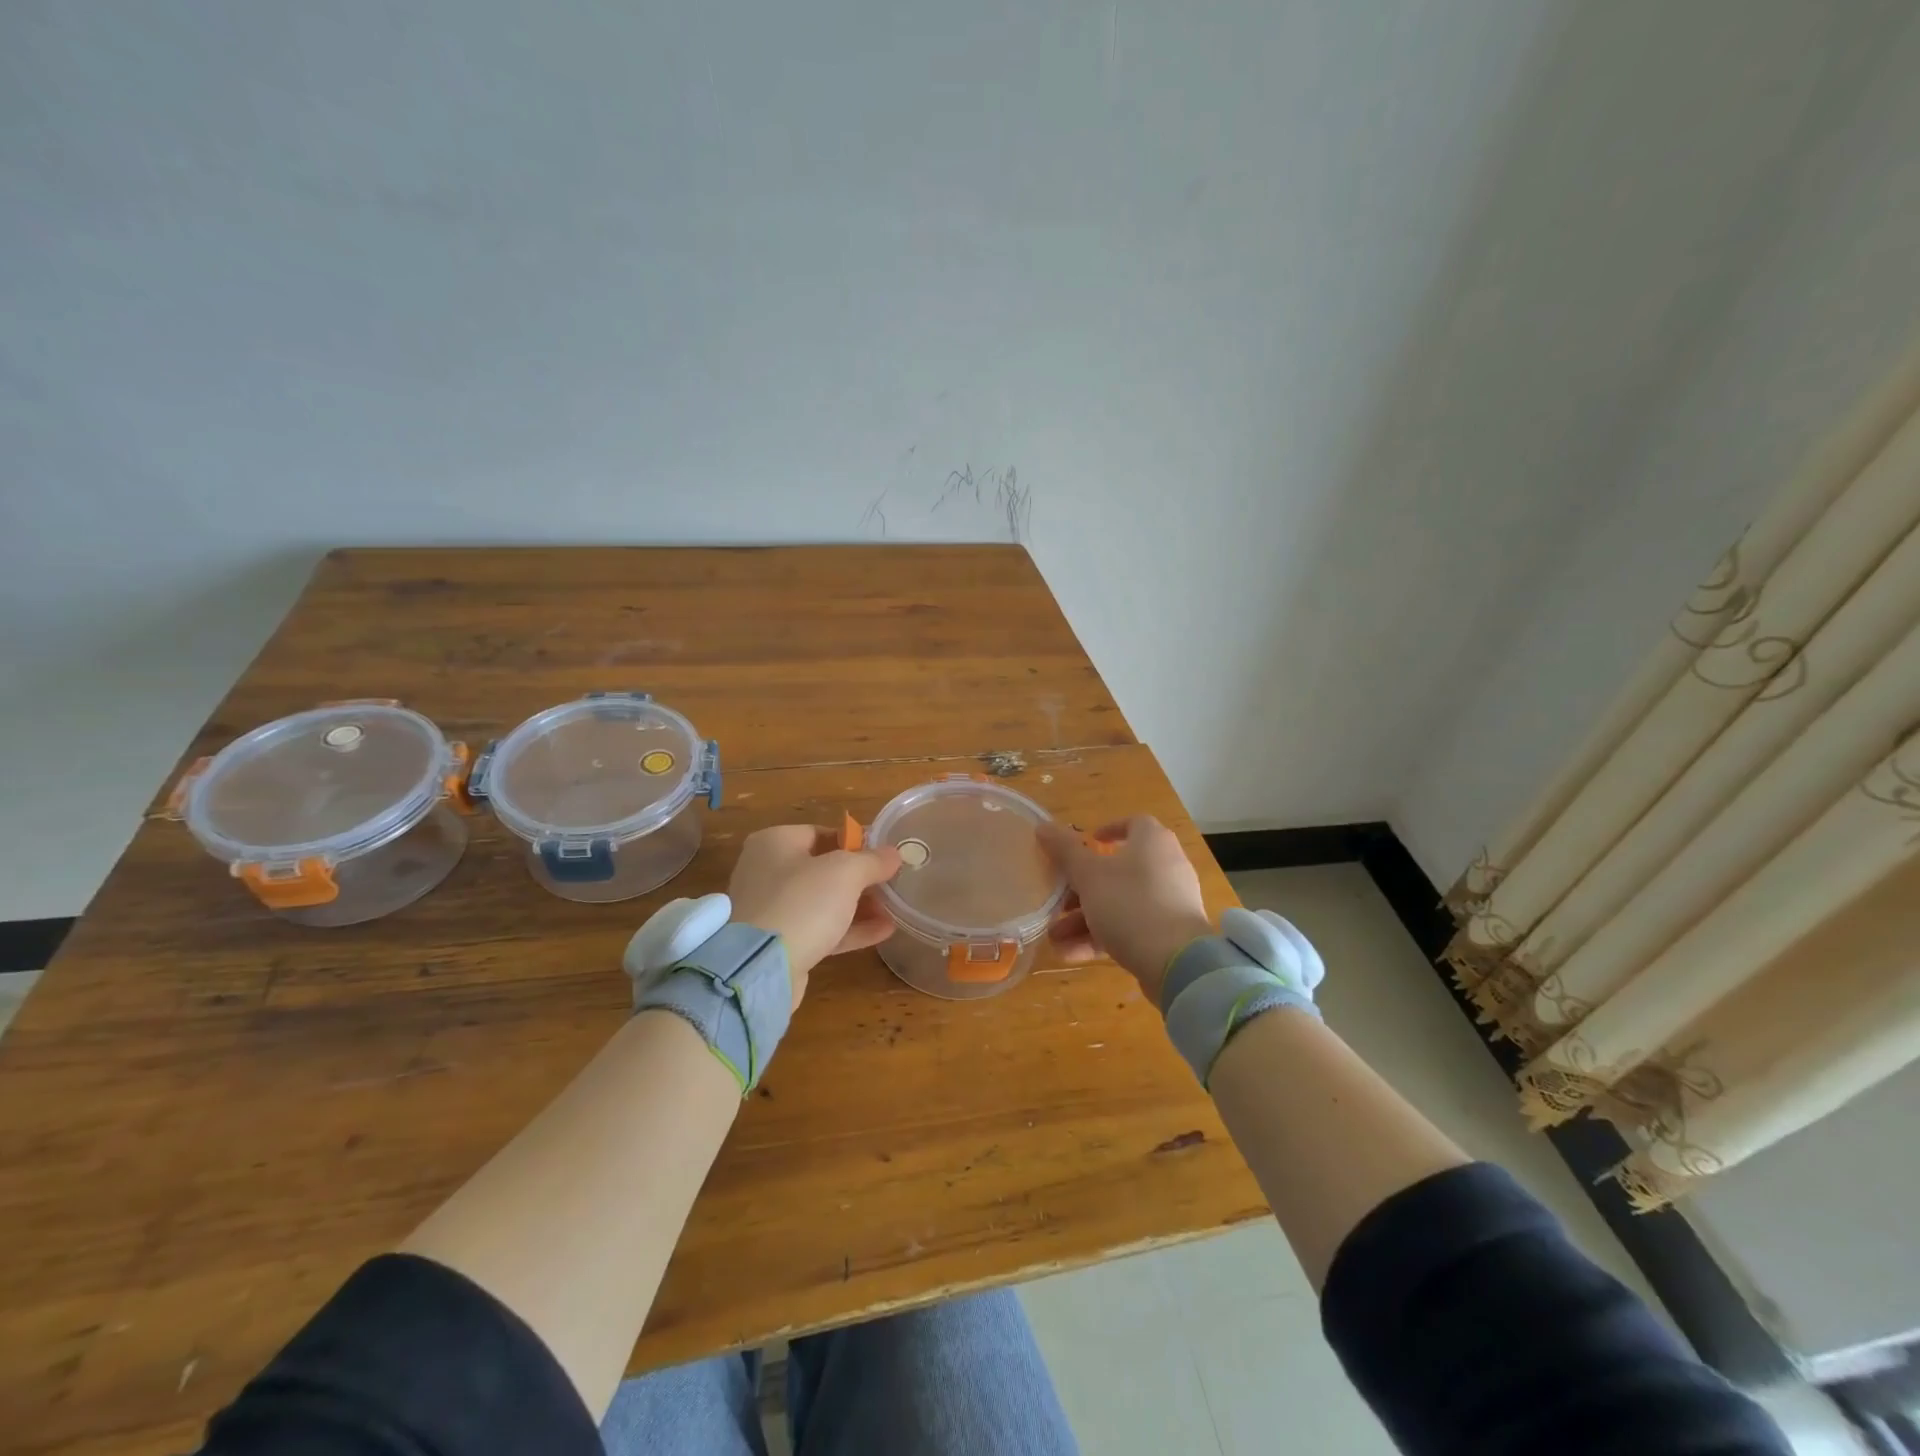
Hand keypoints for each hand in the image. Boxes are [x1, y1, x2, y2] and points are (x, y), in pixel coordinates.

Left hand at [727, 825, 902, 1004]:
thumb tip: (894, 854)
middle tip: (892, 882)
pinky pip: (820, 928)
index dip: (856, 841)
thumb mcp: (845, 872)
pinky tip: (884, 931)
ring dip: (859, 904)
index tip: (884, 854)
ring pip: (823, 901)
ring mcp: (772, 910)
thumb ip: (873, 860)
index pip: (821, 833)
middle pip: (823, 868)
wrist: (760, 968)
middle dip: (860, 877)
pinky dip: (849, 928)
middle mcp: (767, 872)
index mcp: (774, 843)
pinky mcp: (780, 943)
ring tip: (894, 908)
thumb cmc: (802, 903)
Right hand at [1036, 816, 1214, 1002]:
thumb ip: (1064, 850)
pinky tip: (1071, 953)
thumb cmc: (1129, 903)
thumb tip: (1043, 826)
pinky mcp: (1170, 933)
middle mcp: (1166, 866)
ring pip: (1120, 903)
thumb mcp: (1088, 875)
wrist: (1176, 962)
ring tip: (1055, 937)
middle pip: (1118, 870)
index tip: (1085, 843)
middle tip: (1057, 901)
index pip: (1133, 824)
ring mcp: (1170, 901)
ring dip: (1084, 918)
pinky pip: (1131, 927)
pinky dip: (1103, 936)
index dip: (1107, 831)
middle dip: (1081, 888)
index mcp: (1152, 842)